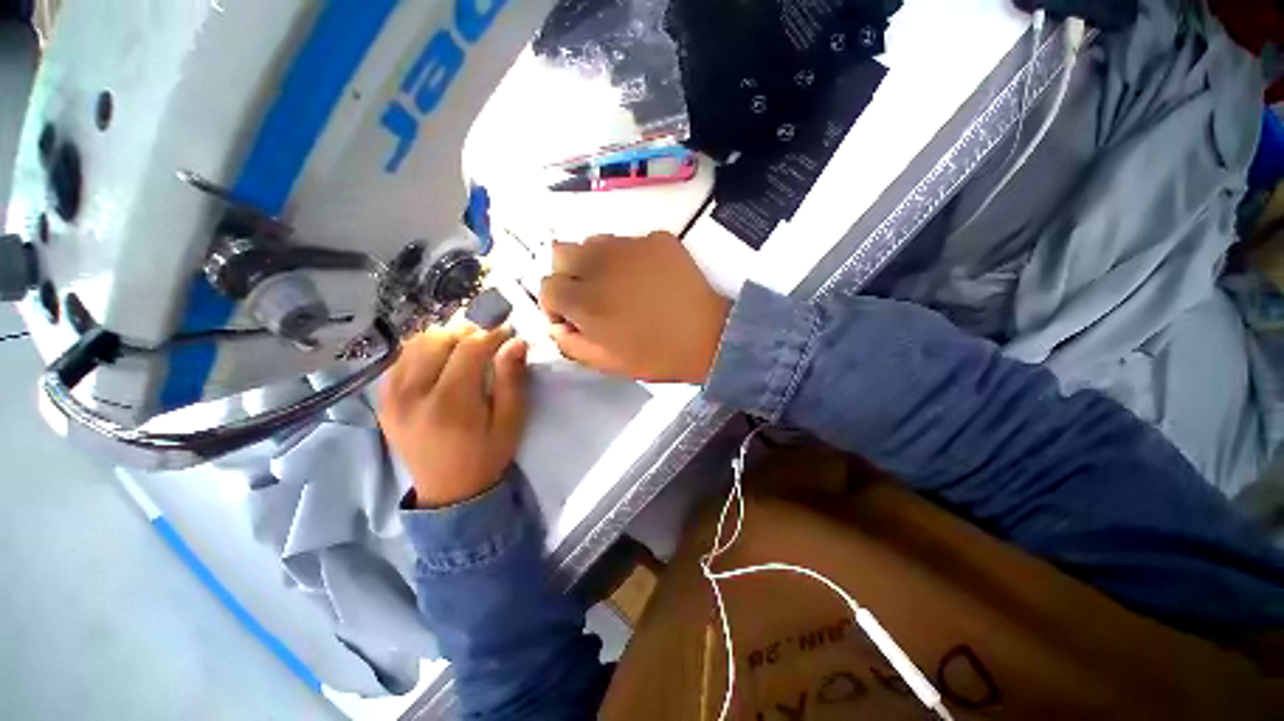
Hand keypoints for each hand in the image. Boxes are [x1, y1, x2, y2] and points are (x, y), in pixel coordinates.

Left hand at [377, 324, 527, 508]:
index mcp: (449, 403)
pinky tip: (441, 356)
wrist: (449, 491)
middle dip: (467, 329)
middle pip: (437, 339)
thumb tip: (516, 342)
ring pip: (415, 343)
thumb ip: (511, 380)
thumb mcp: (511, 421)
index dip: (491, 332)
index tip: (507, 328)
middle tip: (488, 335)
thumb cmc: (488, 455)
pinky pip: (400, 358)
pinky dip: (423, 349)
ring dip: (444, 336)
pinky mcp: (383, 400)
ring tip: (467, 343)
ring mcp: (391, 397)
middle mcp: (412, 395)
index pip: (468, 348)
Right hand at [540, 231, 730, 383]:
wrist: (710, 337)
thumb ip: (570, 343)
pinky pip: (629, 241)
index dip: (554, 305)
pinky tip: (648, 277)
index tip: (572, 317)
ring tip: (620, 284)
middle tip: (591, 295)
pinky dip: (629, 257)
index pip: (546, 287)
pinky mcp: (657, 239)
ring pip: (594, 241)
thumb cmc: (656, 356)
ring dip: (596, 262)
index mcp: (586, 300)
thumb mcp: (606, 363)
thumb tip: (556, 325)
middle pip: (561, 253)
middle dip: (568, 275)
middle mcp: (601, 264)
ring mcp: (631, 245)